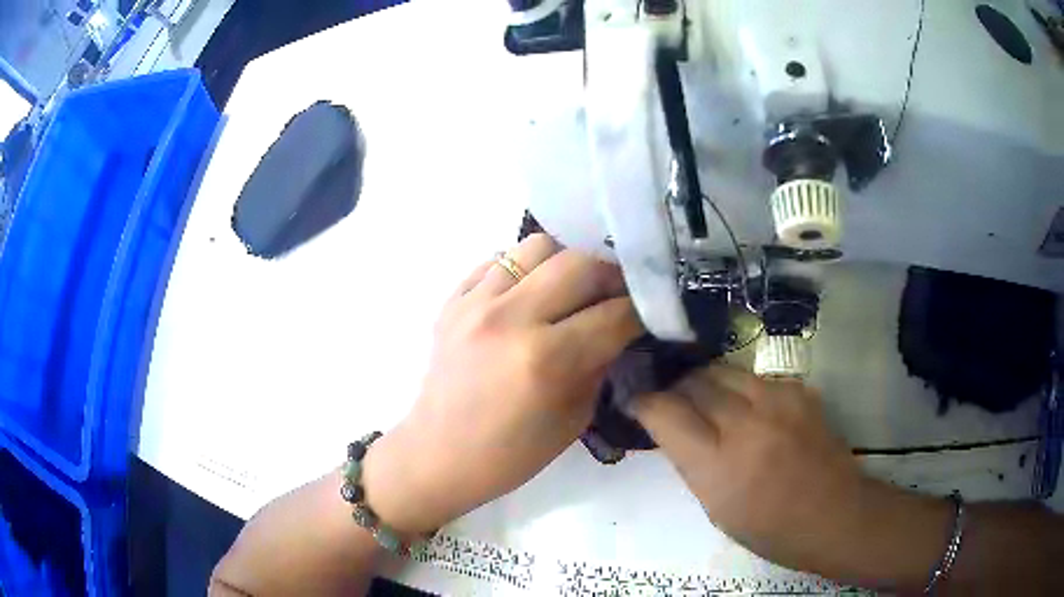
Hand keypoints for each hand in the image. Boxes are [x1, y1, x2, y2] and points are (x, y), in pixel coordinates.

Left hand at [362, 234, 642, 533]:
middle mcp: (510, 318)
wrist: (439, 455)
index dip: (641, 311)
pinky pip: (497, 261)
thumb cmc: (511, 454)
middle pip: (580, 264)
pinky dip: (522, 271)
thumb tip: (618, 327)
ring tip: (570, 291)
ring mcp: (474, 303)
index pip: (613, 314)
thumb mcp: (574, 418)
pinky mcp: (452, 300)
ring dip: (565, 264)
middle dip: (611, 277)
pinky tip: (527, 296)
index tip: (651, 311)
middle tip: (617, 295)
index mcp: (545, 359)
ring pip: (536, 247)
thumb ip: (599, 363)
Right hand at [632, 365, 950, 585]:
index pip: (664, 410)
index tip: (635, 398)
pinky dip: (739, 386)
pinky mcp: (798, 388)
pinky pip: (755, 376)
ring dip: (705, 380)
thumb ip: (691, 461)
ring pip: (723, 369)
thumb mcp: (716, 508)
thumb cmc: (770, 528)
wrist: (835, 514)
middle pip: (694, 379)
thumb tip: (670, 427)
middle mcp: (745, 421)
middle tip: (667, 394)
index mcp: (717, 463)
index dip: (643, 399)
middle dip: (674, 383)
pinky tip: (744, 405)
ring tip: (702, 395)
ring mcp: (777, 398)